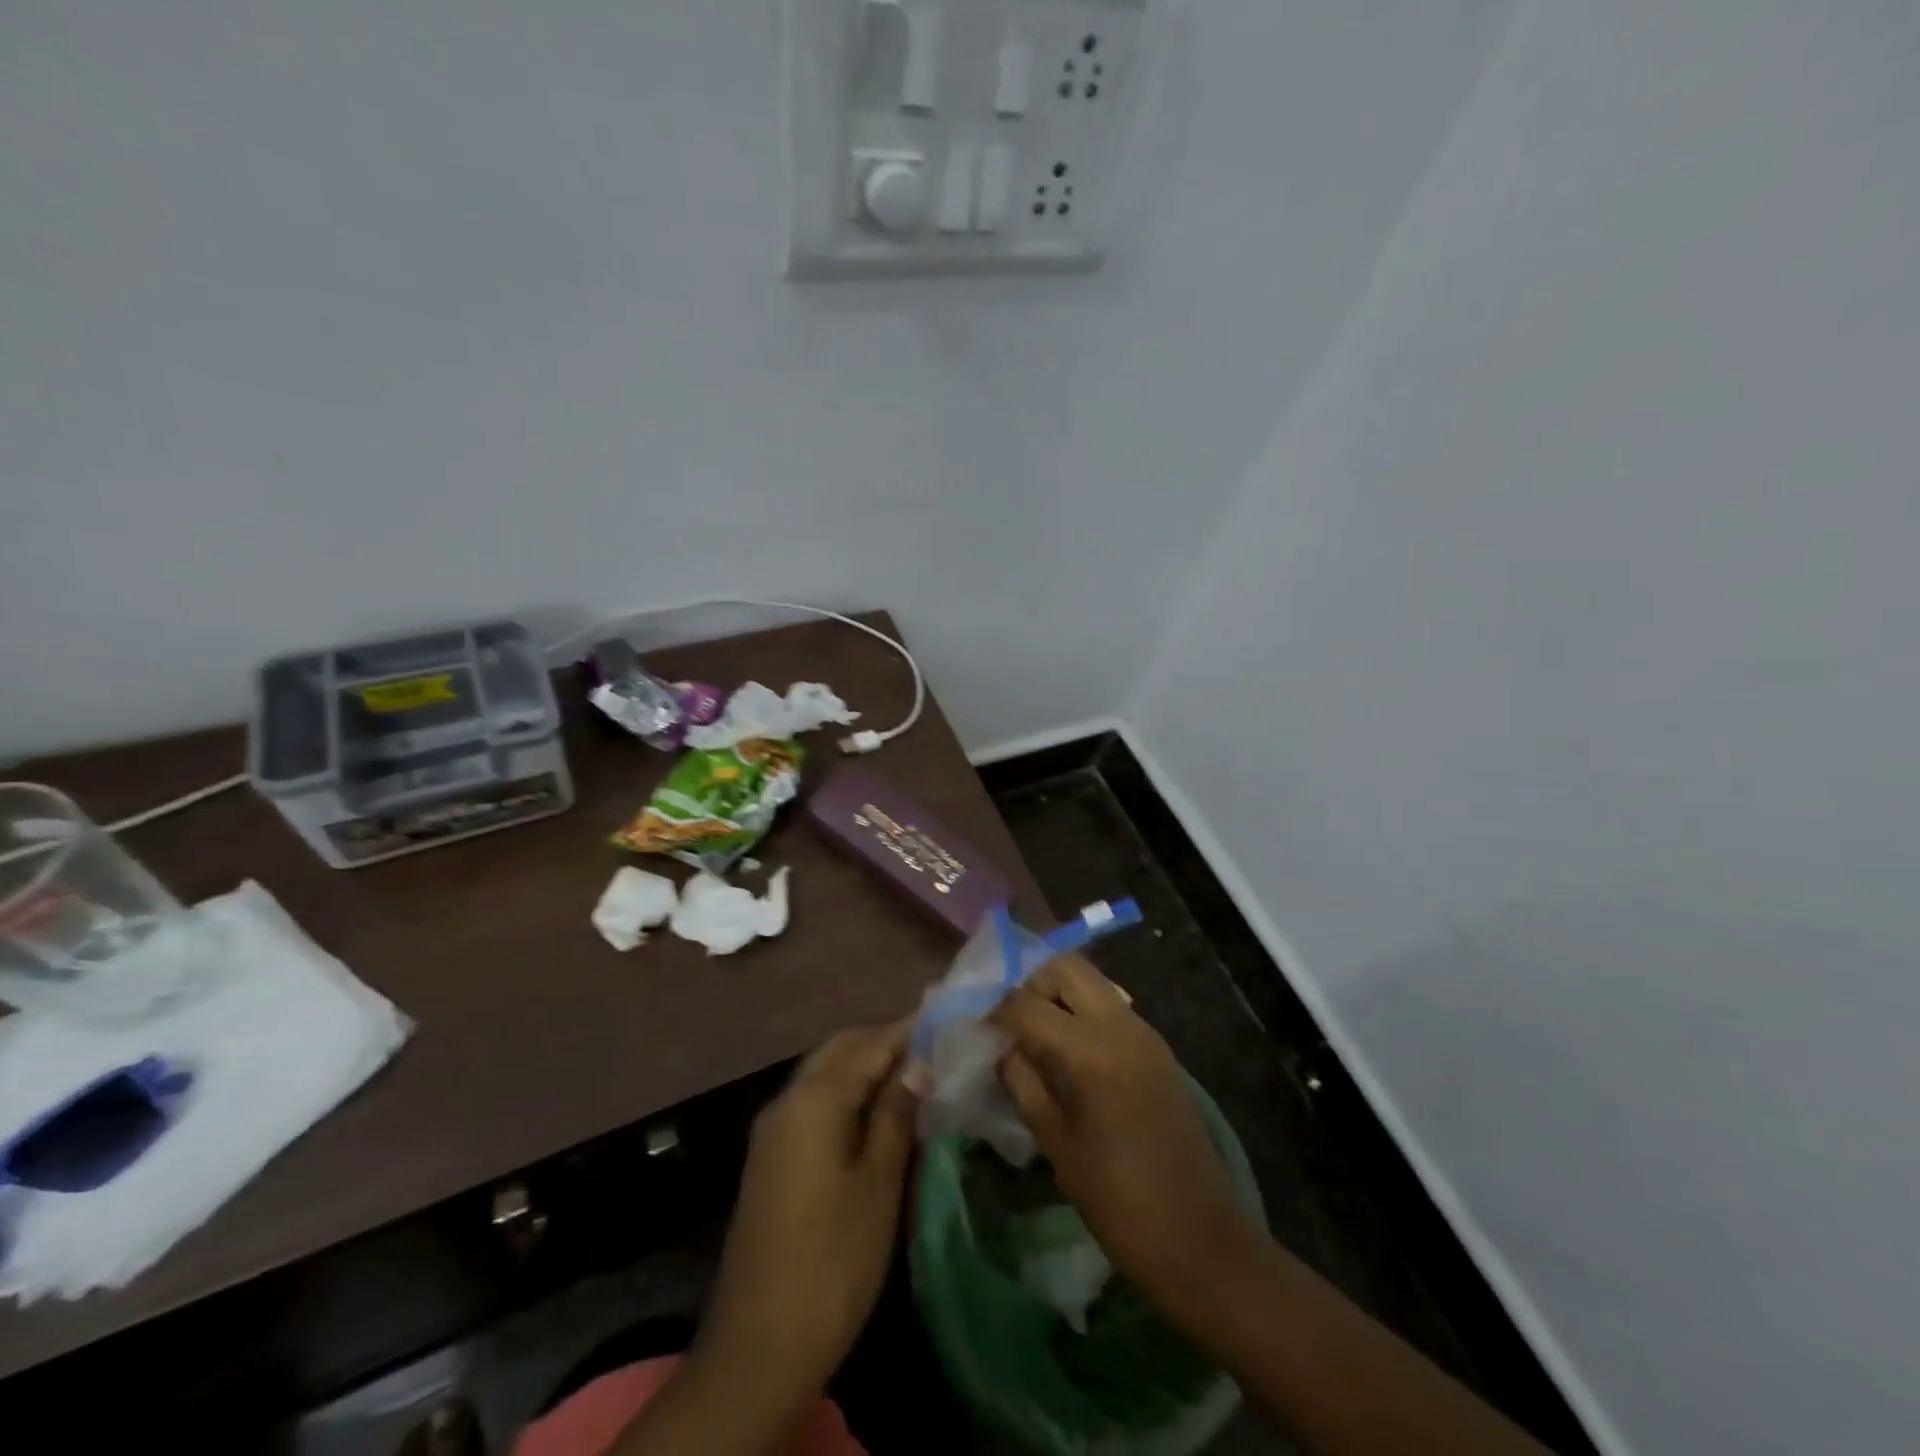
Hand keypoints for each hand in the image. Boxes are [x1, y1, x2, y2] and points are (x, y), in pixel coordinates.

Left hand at [696, 1022, 918, 1402]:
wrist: (758, 1346)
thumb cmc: (832, 1261)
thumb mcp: (878, 1184)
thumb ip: (895, 1115)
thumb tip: (916, 1064)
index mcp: (814, 1099)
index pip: (869, 1044)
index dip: (908, 1030)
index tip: (946, 1016)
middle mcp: (787, 1100)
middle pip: (841, 1049)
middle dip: (884, 1041)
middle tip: (933, 1046)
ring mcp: (774, 1128)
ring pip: (825, 1072)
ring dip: (865, 1064)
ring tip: (913, 1074)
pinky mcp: (771, 1155)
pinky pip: (814, 1100)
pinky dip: (847, 1091)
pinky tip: (877, 1110)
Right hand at [990, 957, 1259, 1322]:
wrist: (1199, 1237)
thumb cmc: (1118, 1200)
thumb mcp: (1056, 1142)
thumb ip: (1022, 1083)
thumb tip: (1000, 1048)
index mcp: (1091, 1051)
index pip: (1027, 1004)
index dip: (995, 1012)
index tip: (978, 1030)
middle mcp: (1120, 1025)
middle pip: (1066, 968)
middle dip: (1031, 985)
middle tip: (1013, 1024)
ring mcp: (1144, 1032)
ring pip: (1092, 982)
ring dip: (1059, 995)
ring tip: (1037, 1038)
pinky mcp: (1158, 1048)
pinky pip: (1111, 1007)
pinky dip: (1083, 1012)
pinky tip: (1070, 1055)